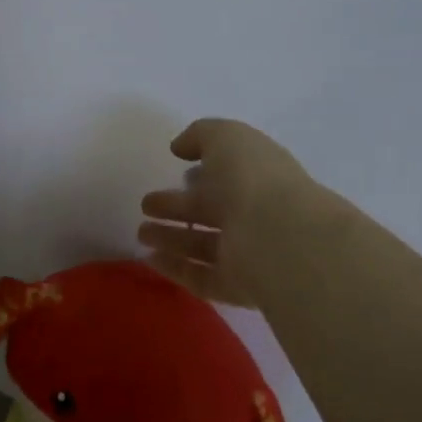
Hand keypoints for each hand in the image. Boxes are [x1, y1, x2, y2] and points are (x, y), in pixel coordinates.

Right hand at [137, 118, 322, 307]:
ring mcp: (247, 254)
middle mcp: (254, 215)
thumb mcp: (227, 137)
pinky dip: (175, 268)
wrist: (280, 239)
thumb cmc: (254, 180)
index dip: (201, 172)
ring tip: (141, 233)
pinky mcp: (236, 286)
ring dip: (171, 239)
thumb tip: (180, 147)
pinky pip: (200, 277)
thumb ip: (201, 135)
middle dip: (176, 207)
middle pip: (210, 211)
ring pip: (202, 245)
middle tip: (145, 206)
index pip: (226, 175)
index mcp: (257, 178)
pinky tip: (148, 259)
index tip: (173, 169)